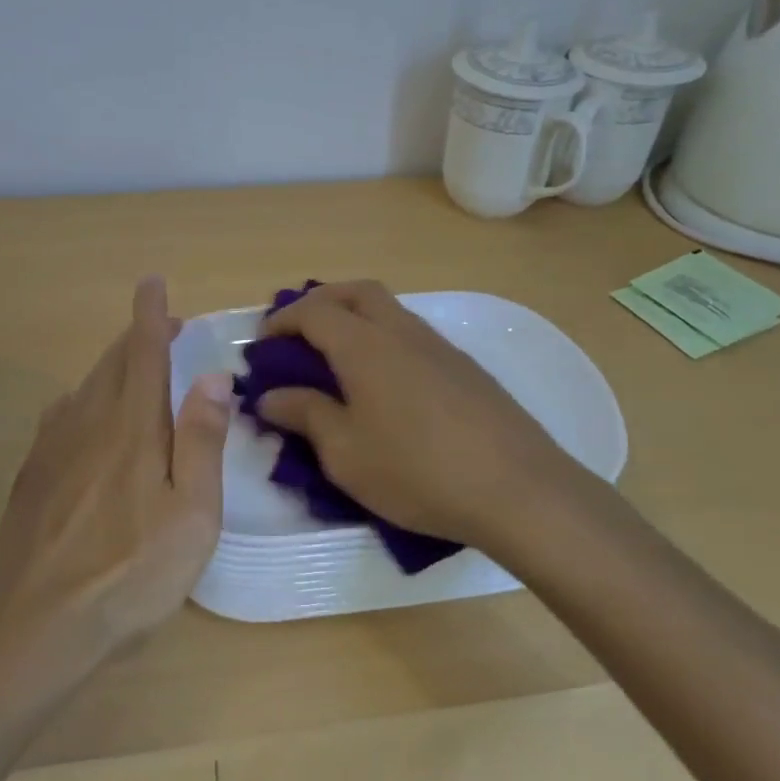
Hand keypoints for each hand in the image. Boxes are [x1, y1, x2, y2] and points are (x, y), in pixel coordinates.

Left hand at [0, 278, 230, 653]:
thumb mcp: (192, 514)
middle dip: (137, 337)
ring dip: (113, 366)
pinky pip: (62, 415)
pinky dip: (84, 399)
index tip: (153, 282)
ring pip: (86, 386)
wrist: (35, 627)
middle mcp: (89, 422)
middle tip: (164, 330)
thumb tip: (211, 376)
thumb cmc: (131, 572)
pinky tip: (87, 418)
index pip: (143, 352)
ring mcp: (53, 447)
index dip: (150, 314)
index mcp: (133, 427)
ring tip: (135, 370)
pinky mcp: (33, 474)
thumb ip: (202, 441)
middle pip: (113, 363)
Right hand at [255, 280, 603, 558]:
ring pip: (390, 310)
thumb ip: (304, 415)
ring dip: (357, 319)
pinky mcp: (466, 368)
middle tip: (300, 334)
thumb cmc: (417, 471)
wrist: (517, 488)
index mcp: (365, 345)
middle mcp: (402, 331)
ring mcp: (440, 346)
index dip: (282, 321)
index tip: (262, 345)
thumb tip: (270, 396)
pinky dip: (385, 341)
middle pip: (356, 292)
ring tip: (338, 361)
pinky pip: (413, 336)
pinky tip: (387, 386)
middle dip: (322, 302)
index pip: (313, 311)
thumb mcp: (345, 453)